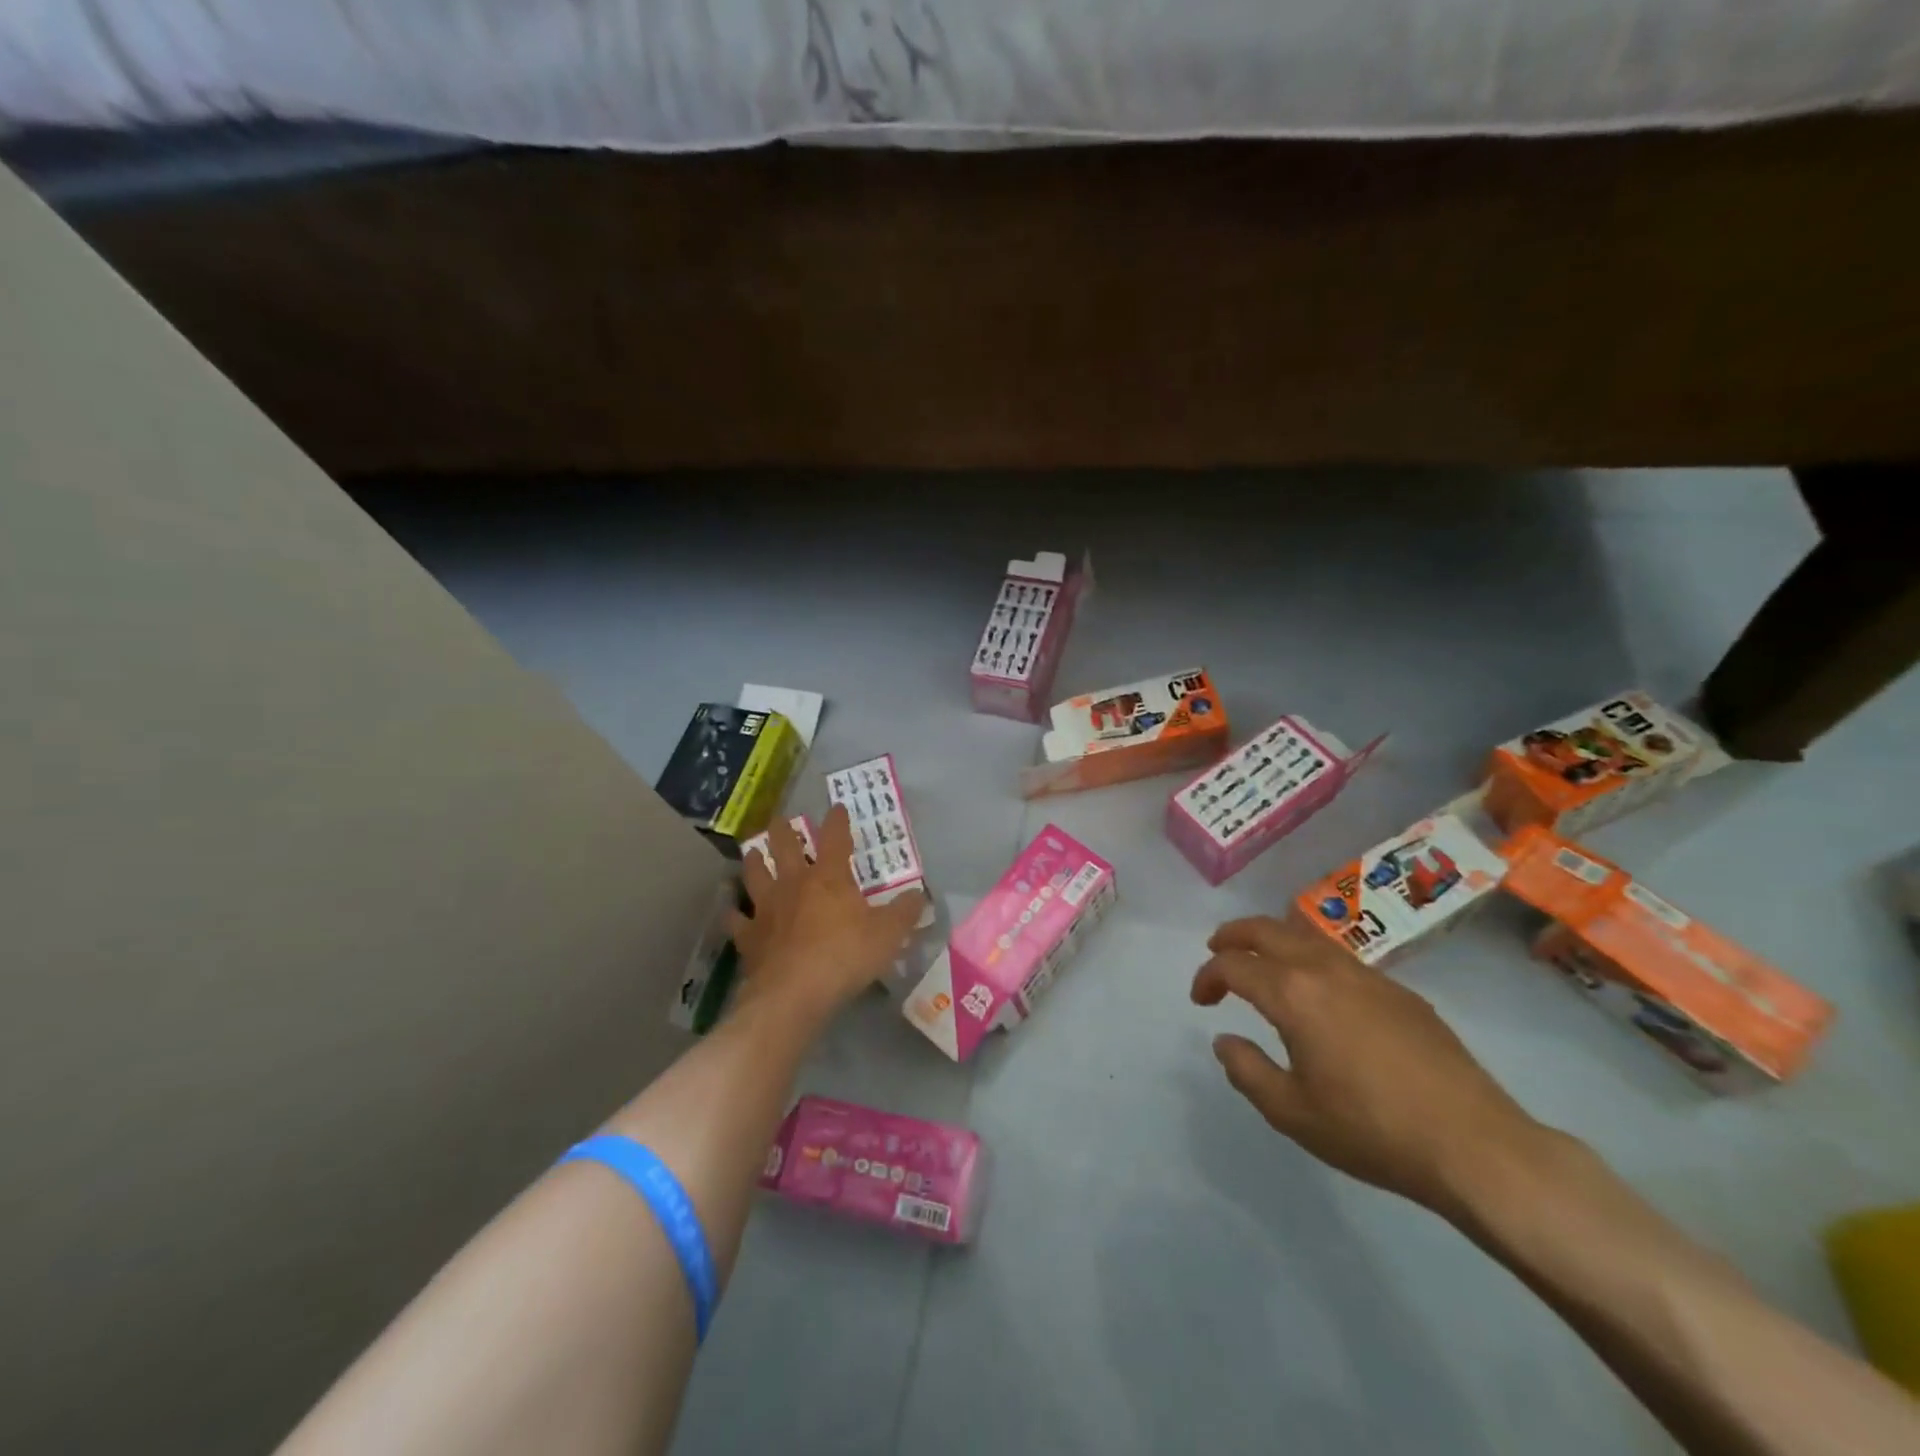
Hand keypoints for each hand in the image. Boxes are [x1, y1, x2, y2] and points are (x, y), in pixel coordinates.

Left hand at [729, 804, 926, 1022]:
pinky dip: (734, 913)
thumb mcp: (888, 935)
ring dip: (753, 860)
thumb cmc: (845, 957)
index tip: (837, 808)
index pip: (835, 838)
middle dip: (783, 829)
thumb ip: (905, 912)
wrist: (794, 993)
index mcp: (829, 877)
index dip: (837, 820)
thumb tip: (919, 895)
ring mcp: (766, 908)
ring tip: (752, 851)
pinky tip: (733, 911)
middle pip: (783, 846)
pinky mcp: (748, 936)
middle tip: (780, 820)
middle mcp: (794, 883)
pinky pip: (737, 919)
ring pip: (754, 874)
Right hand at [1191, 914, 1545, 1216]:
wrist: (1475, 1145)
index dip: (1208, 976)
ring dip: (1274, 941)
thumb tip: (1224, 1040)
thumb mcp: (1292, 1112)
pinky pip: (1340, 958)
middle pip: (1268, 930)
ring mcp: (1368, 976)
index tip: (1201, 1000)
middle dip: (1235, 935)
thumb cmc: (1372, 1130)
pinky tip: (1318, 993)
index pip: (1234, 965)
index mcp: (1293, 993)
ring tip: (1262, 964)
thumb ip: (1247, 1070)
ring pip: (1307, 937)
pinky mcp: (1400, 993)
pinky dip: (1310, 959)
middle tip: (1217, 950)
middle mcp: (1326, 969)